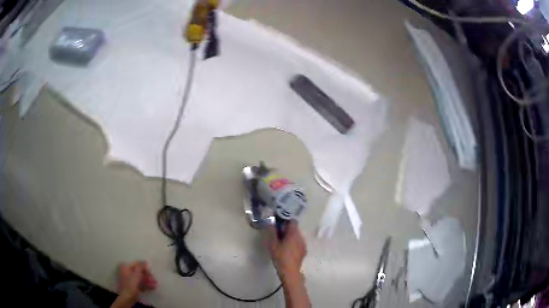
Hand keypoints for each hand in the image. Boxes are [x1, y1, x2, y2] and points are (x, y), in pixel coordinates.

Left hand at [117, 261, 157, 302]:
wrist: (128, 297)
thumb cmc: (131, 283)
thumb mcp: (137, 273)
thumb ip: (141, 266)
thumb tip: (145, 261)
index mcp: (125, 266)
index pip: (136, 264)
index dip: (144, 267)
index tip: (151, 272)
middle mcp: (126, 271)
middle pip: (139, 271)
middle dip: (147, 275)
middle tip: (154, 279)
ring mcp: (129, 279)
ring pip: (140, 278)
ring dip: (148, 281)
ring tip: (155, 284)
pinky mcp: (132, 286)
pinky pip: (140, 283)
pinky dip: (146, 285)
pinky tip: (153, 287)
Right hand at [267, 221, 306, 279]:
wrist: (290, 271)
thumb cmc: (280, 257)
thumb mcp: (272, 244)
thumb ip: (271, 231)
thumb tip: (270, 222)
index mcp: (294, 233)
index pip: (292, 221)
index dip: (285, 220)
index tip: (278, 223)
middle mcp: (301, 237)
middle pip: (294, 228)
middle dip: (286, 229)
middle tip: (277, 234)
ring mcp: (303, 244)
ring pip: (297, 236)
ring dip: (290, 236)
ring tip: (282, 243)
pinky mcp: (304, 251)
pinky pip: (298, 243)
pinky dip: (293, 243)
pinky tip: (287, 250)